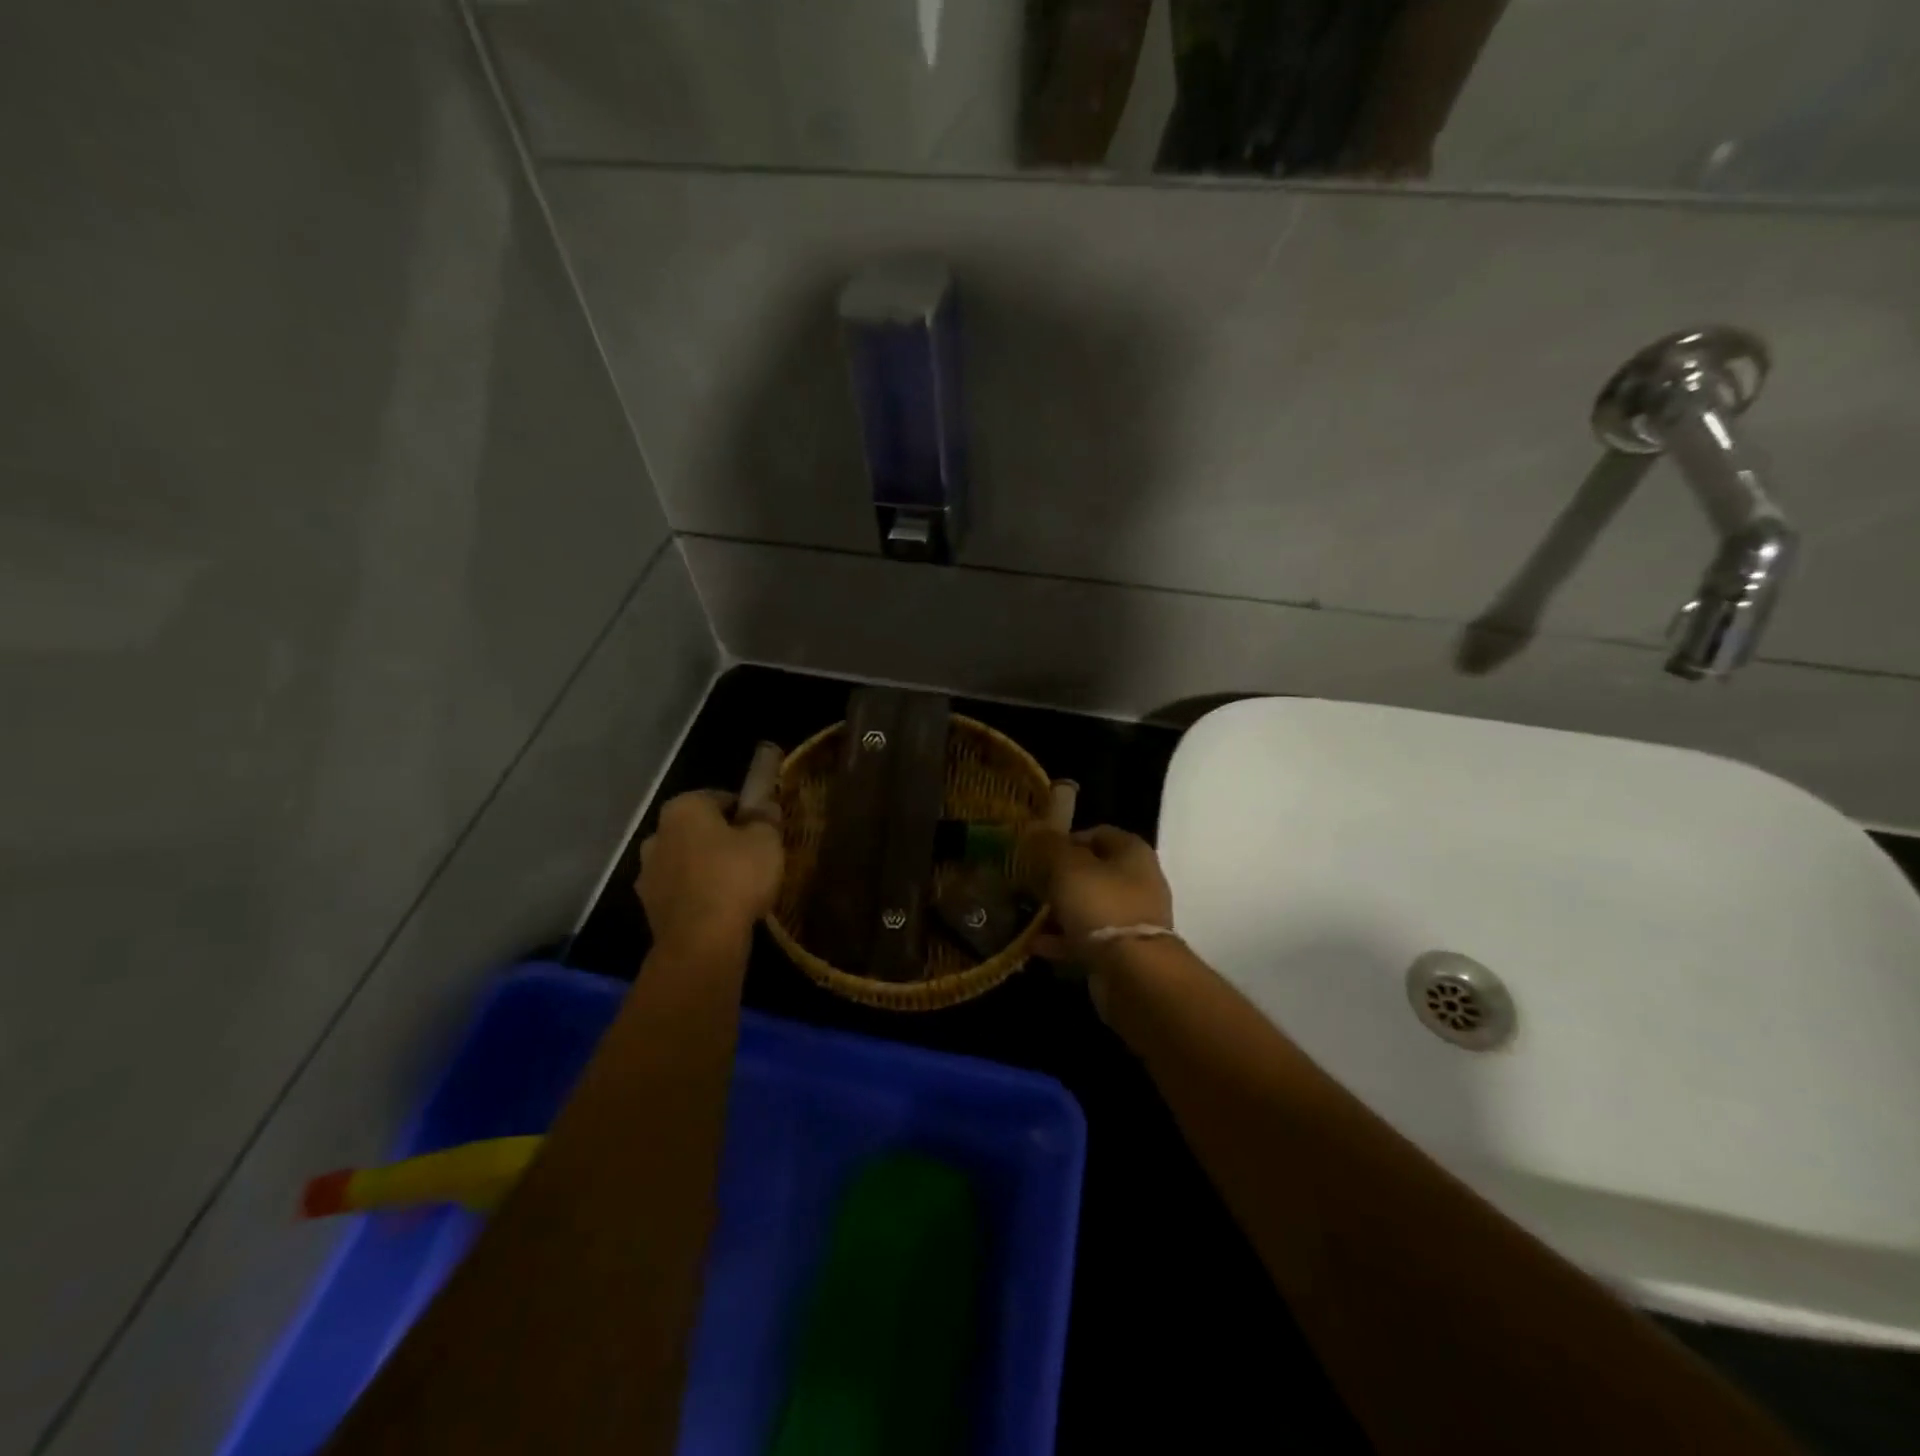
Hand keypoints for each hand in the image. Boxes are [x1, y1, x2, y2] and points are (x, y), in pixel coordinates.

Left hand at [636, 791, 783, 952]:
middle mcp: (657, 834)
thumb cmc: (736, 877)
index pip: (720, 798)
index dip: (746, 811)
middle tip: (752, 856)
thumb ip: (766, 818)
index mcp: (683, 808)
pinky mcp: (649, 906)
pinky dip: (697, 894)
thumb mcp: (766, 840)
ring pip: (686, 861)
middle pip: (698, 830)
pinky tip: (721, 908)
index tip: (764, 829)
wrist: (701, 941)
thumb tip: (765, 805)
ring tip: (738, 886)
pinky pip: (681, 890)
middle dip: (721, 839)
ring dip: (706, 868)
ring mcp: (648, 872)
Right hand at [1019, 825, 1173, 961]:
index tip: (1037, 853)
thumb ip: (1049, 846)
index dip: (1066, 839)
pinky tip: (1035, 944)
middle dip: (1059, 877)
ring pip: (1089, 906)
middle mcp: (1138, 881)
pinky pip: (1088, 937)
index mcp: (1132, 852)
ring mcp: (1133, 918)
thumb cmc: (1101, 906)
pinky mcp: (1125, 950)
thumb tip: (1034, 828)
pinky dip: (1064, 939)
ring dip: (1059, 910)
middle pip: (1092, 871)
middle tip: (1029, 884)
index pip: (1097, 833)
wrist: (1134, 973)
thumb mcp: (1067, 867)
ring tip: (1027, 914)